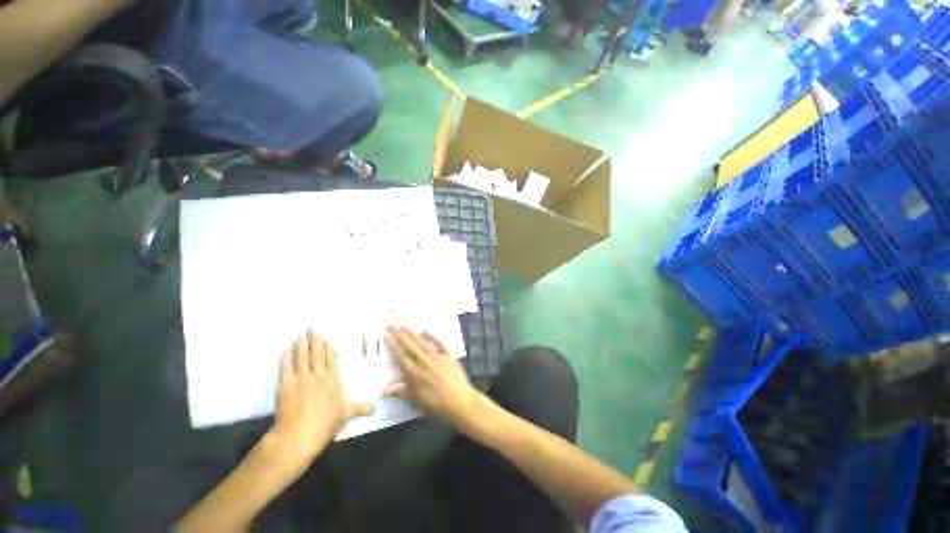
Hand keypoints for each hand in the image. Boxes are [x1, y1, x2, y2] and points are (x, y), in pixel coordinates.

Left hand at [269, 330, 373, 468]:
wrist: (300, 435)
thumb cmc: (326, 423)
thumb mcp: (346, 415)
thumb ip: (360, 408)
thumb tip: (376, 409)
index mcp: (333, 379)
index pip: (330, 358)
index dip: (327, 346)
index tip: (325, 337)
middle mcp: (318, 374)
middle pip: (316, 353)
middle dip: (314, 340)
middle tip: (311, 328)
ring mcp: (301, 378)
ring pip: (301, 357)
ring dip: (300, 345)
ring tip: (300, 335)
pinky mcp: (285, 385)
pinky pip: (286, 367)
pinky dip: (286, 357)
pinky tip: (286, 350)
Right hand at [384, 326, 483, 428]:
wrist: (461, 402)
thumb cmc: (437, 406)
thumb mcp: (417, 402)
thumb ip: (402, 391)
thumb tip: (384, 389)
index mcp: (415, 374)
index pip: (401, 357)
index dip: (393, 346)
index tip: (387, 336)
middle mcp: (425, 362)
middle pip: (410, 347)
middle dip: (400, 335)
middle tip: (392, 325)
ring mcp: (438, 357)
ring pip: (422, 343)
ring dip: (413, 334)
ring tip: (404, 325)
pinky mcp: (449, 356)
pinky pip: (440, 343)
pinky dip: (433, 337)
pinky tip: (426, 331)